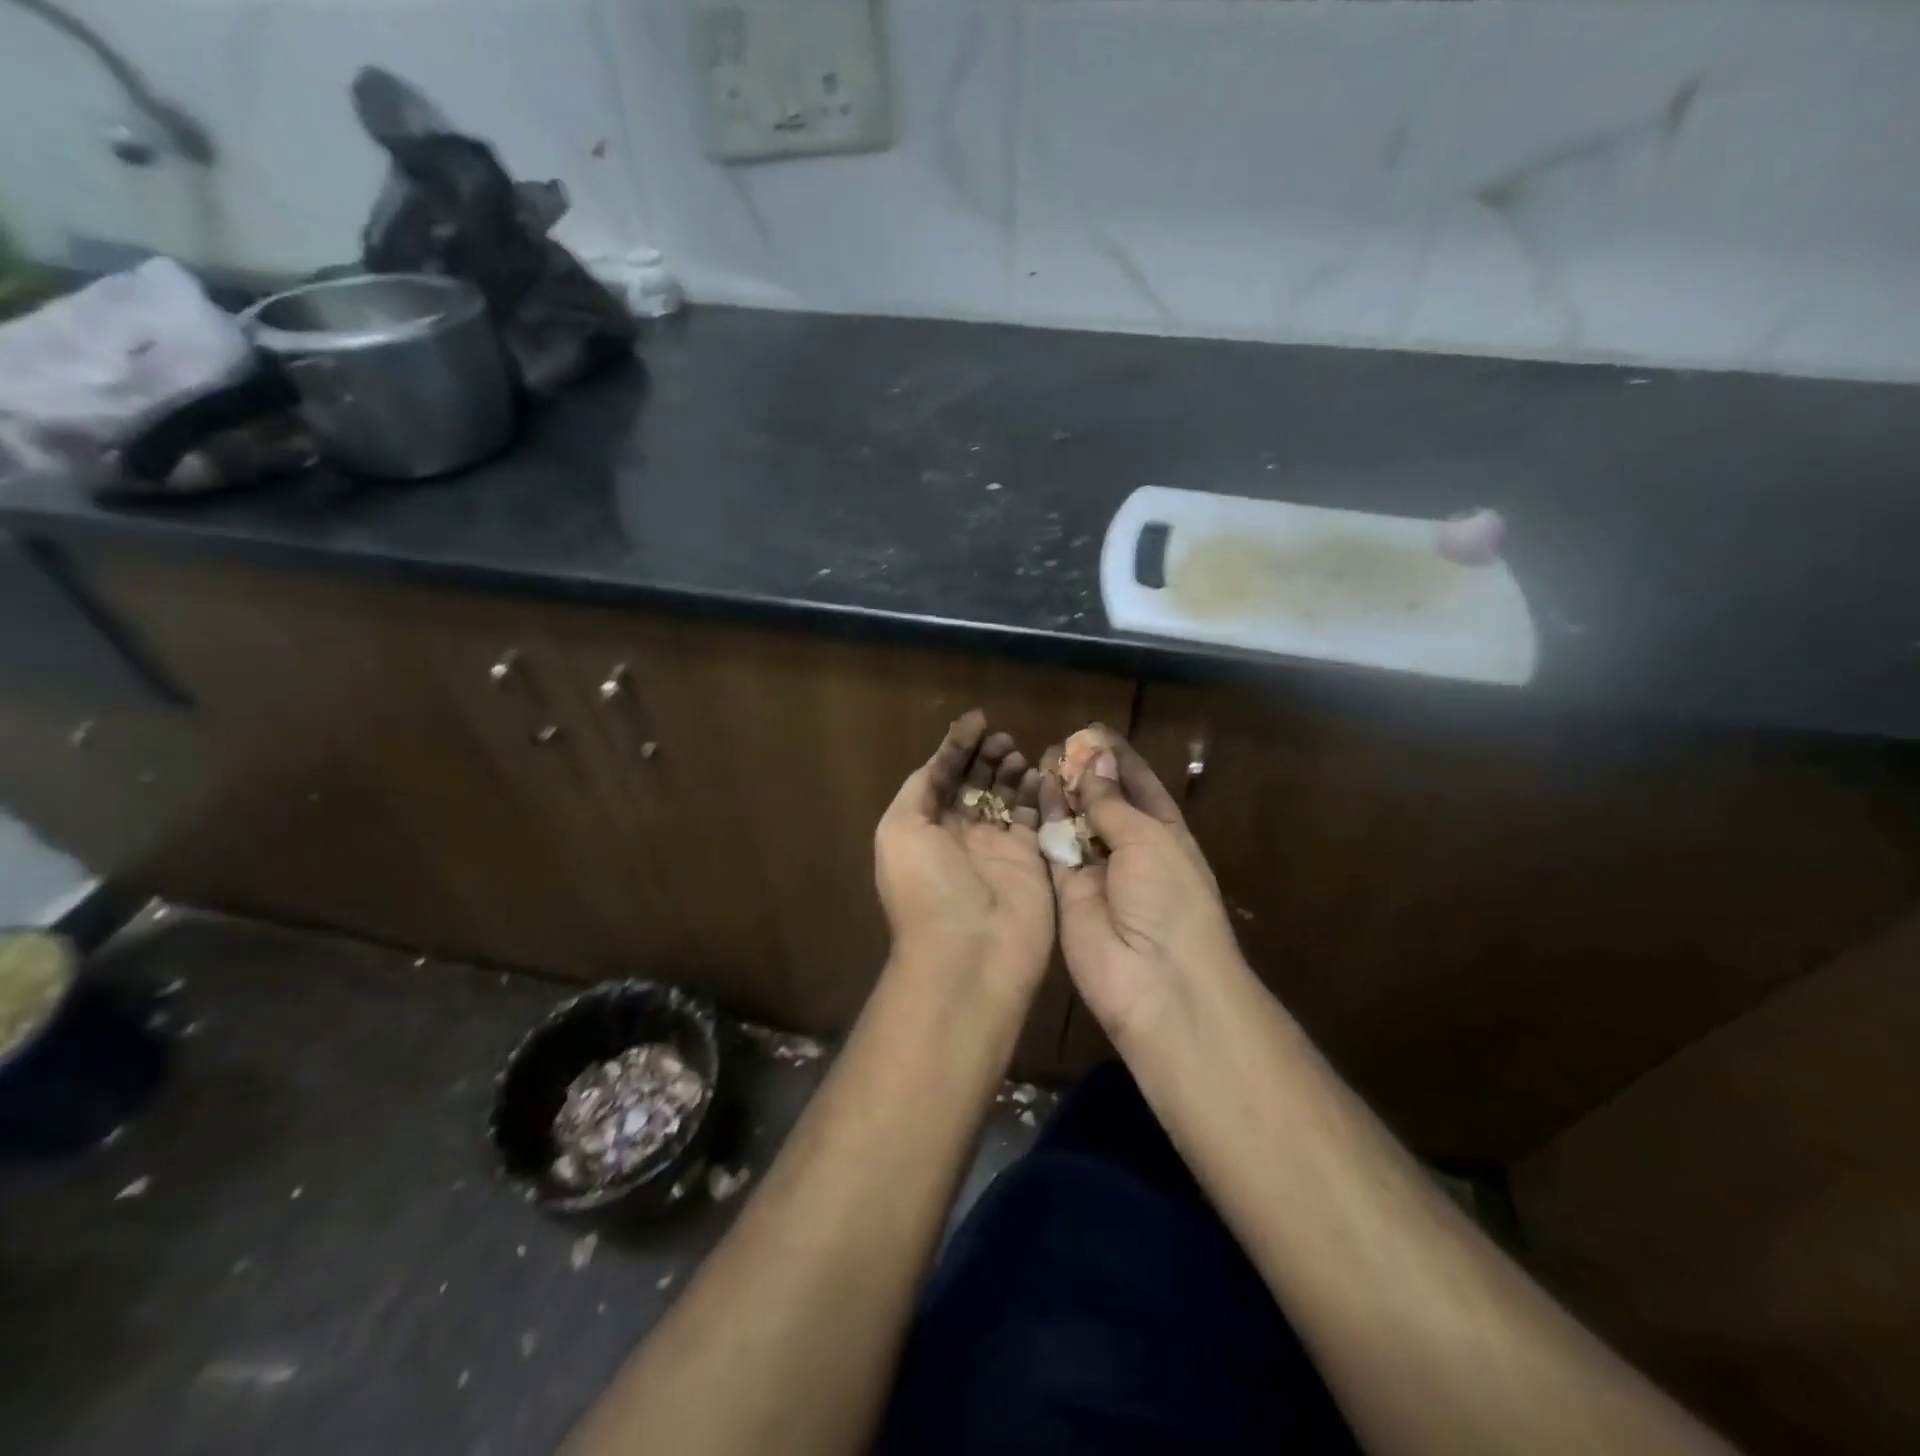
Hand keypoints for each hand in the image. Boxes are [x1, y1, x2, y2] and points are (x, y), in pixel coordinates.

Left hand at [875, 711, 1053, 1001]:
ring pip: (1008, 799)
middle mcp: (960, 837)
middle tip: (1003, 739)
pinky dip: (1040, 794)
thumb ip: (920, 788)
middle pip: (976, 785)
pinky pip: (1037, 819)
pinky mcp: (1032, 862)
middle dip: (987, 757)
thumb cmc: (927, 886)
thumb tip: (940, 761)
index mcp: (924, 829)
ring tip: (1020, 754)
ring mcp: (998, 850)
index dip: (957, 747)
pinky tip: (1043, 772)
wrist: (969, 953)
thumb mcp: (900, 829)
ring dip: (1012, 772)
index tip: (978, 719)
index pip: (941, 777)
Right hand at [1040, 728, 1243, 1047]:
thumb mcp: (1150, 840)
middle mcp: (1131, 849)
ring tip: (1043, 758)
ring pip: (1075, 822)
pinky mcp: (1065, 892)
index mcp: (1164, 834)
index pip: (1140, 786)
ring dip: (1063, 792)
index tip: (1092, 730)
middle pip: (1104, 802)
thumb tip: (1095, 760)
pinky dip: (1044, 820)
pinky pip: (1053, 848)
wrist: (1156, 981)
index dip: (1118, 759)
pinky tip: (1034, 789)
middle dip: (1086, 773)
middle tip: (1060, 744)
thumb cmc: (1170, 899)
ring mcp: (1097, 872)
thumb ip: (1114, 802)